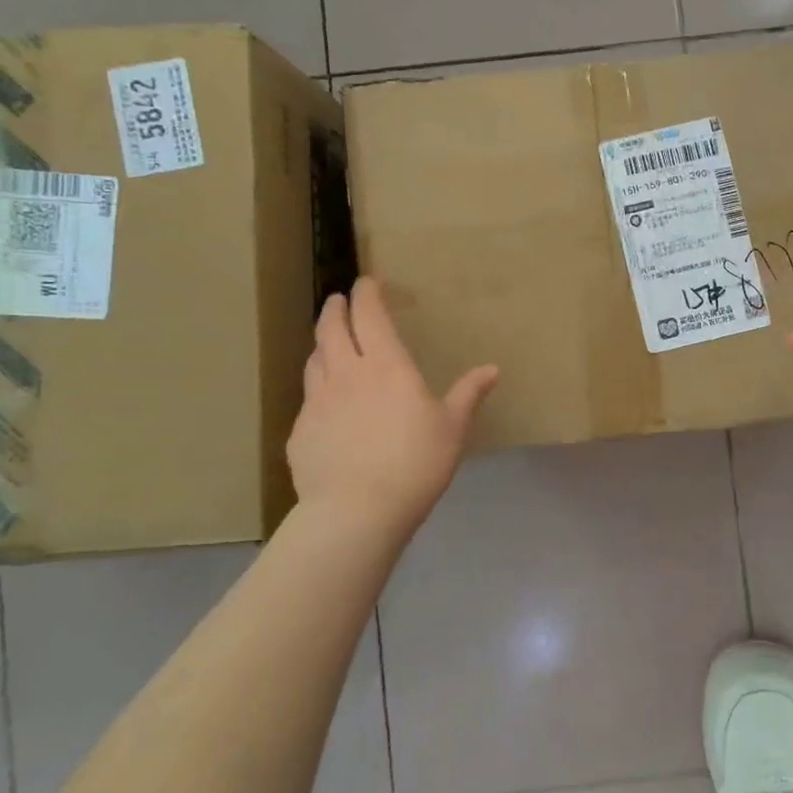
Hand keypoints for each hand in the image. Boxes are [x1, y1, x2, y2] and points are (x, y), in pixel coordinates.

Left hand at [287, 278, 498, 538]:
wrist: (357, 510)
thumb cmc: (415, 463)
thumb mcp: (452, 427)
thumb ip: (468, 394)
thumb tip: (492, 369)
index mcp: (386, 366)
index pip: (370, 316)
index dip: (367, 294)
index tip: (366, 282)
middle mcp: (346, 374)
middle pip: (332, 330)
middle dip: (335, 309)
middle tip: (338, 300)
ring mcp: (317, 402)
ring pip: (314, 360)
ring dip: (322, 344)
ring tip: (328, 343)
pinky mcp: (300, 432)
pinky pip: (308, 398)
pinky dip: (317, 387)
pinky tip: (326, 403)